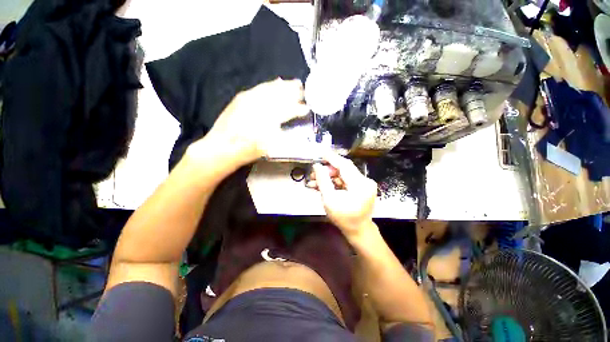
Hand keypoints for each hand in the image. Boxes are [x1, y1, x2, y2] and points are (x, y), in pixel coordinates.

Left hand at [187, 78, 308, 165]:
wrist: (222, 147)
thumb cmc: (248, 151)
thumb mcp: (268, 146)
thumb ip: (281, 133)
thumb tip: (291, 123)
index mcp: (269, 120)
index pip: (288, 111)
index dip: (298, 109)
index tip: (306, 108)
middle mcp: (260, 106)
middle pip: (281, 96)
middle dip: (293, 92)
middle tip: (303, 90)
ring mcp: (250, 100)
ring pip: (271, 90)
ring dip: (284, 87)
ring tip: (294, 84)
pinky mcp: (242, 98)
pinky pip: (259, 88)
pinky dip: (270, 85)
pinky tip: (276, 82)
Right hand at [307, 153, 377, 239]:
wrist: (358, 231)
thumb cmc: (343, 218)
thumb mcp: (329, 200)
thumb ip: (323, 181)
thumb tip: (317, 166)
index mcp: (360, 184)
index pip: (344, 165)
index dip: (332, 158)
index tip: (321, 153)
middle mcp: (365, 181)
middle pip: (343, 170)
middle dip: (327, 170)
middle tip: (313, 174)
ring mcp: (364, 184)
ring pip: (343, 175)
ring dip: (329, 177)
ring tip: (314, 181)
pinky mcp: (361, 188)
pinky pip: (345, 181)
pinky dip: (334, 182)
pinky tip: (322, 185)